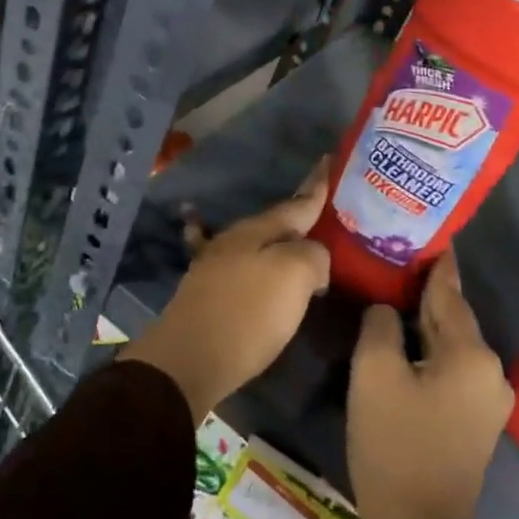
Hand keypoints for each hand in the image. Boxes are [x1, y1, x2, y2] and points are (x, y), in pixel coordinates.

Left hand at [121, 162, 329, 422]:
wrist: (189, 358)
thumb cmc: (248, 313)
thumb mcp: (295, 275)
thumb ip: (314, 255)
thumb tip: (313, 259)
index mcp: (260, 229)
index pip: (298, 201)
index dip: (317, 185)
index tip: (329, 160)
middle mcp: (236, 238)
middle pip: (278, 222)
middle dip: (302, 216)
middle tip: (328, 211)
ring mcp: (217, 263)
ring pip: (258, 243)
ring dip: (279, 240)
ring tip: (301, 241)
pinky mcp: (207, 291)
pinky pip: (233, 263)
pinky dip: (242, 256)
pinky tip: (214, 243)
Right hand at [348, 250, 511, 518]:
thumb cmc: (395, 444)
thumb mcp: (374, 373)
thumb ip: (381, 325)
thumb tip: (389, 310)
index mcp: (472, 353)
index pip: (449, 291)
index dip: (436, 262)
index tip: (428, 232)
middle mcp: (491, 371)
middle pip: (453, 317)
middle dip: (426, 291)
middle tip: (397, 260)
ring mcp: (488, 400)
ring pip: (451, 344)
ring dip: (426, 323)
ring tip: (396, 296)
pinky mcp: (476, 422)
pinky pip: (452, 369)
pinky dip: (430, 351)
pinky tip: (406, 344)